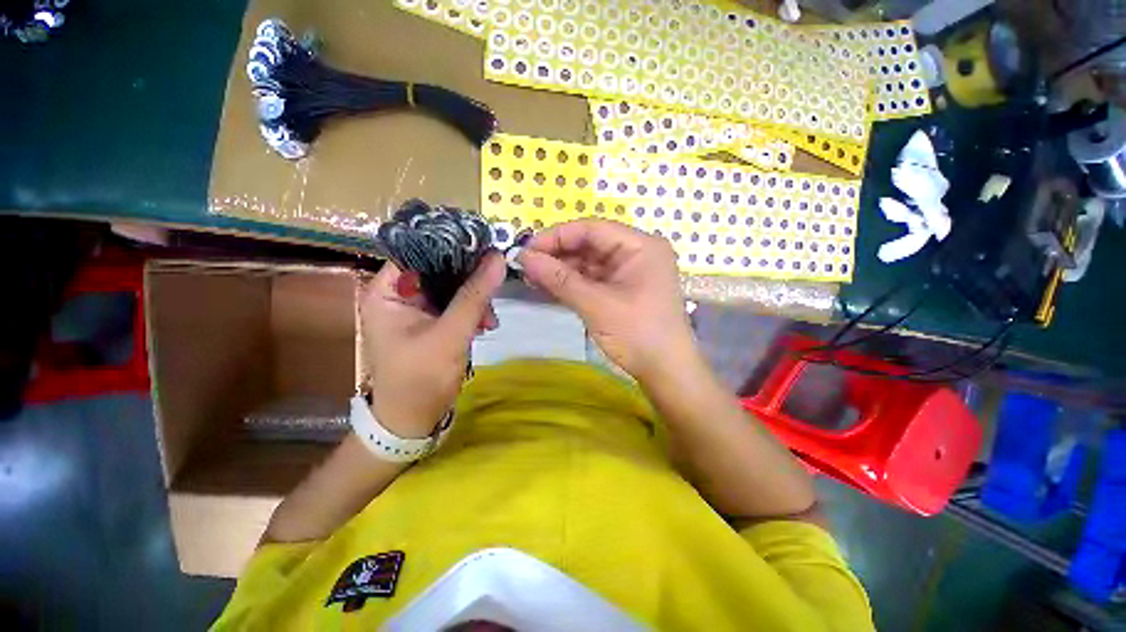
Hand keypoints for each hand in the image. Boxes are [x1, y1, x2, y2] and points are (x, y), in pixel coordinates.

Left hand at [360, 253, 504, 437]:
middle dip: (470, 279)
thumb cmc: (421, 379)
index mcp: (387, 291)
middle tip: (494, 286)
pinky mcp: (429, 321)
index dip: (452, 246)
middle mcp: (397, 294)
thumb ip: (474, 296)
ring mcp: (414, 309)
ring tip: (490, 318)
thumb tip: (497, 258)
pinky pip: (454, 304)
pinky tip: (485, 324)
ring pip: (450, 287)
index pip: (419, 251)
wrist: (412, 421)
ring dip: (474, 298)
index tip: (485, 248)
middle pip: (438, 268)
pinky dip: (471, 311)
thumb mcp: (451, 335)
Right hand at [517, 219, 696, 382]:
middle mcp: (637, 253)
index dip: (557, 236)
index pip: (592, 229)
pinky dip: (572, 283)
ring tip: (532, 278)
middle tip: (525, 267)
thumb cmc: (638, 334)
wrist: (666, 372)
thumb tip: (524, 257)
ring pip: (589, 263)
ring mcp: (630, 272)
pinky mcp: (623, 289)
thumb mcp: (596, 305)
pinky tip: (549, 287)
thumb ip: (559, 279)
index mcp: (640, 246)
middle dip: (557, 255)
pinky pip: (593, 279)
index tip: (527, 249)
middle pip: (590, 244)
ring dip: (561, 270)